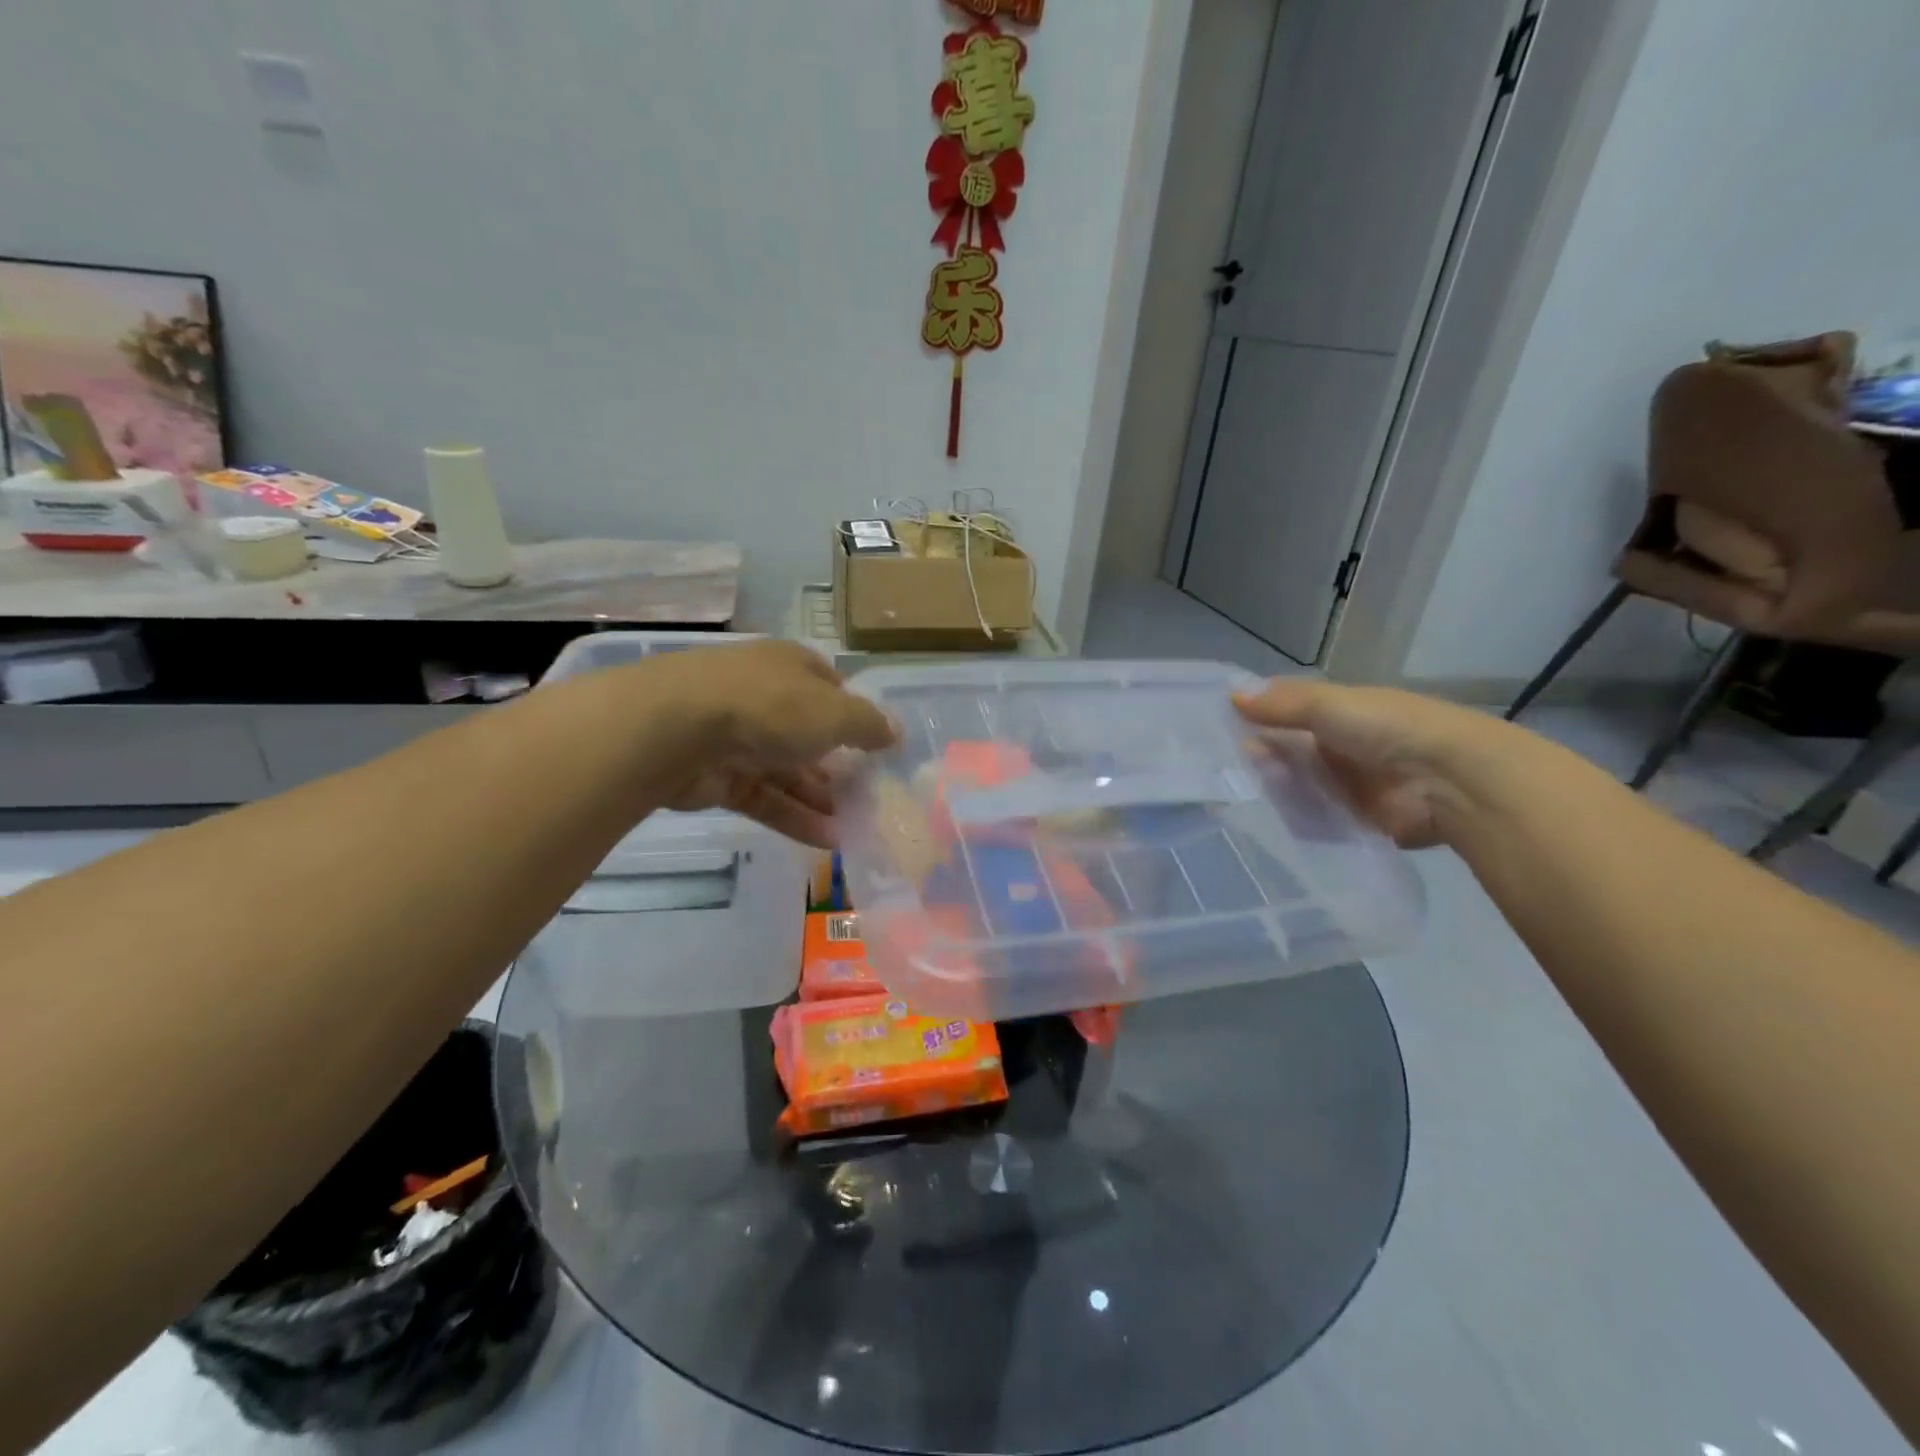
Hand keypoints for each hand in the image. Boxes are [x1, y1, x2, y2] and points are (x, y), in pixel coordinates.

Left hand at [636, 641, 895, 846]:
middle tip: (870, 796)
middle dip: (839, 764)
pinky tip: (827, 841)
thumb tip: (896, 733)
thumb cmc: (768, 707)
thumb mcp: (834, 712)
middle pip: (808, 732)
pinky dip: (793, 817)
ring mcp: (737, 736)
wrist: (673, 729)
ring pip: (786, 770)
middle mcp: (764, 695)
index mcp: (791, 667)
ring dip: (820, 798)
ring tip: (856, 827)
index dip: (854, 713)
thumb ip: (869, 725)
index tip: (876, 745)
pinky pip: (764, 798)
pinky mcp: (716, 776)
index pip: (830, 686)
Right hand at [1233, 680, 1512, 848]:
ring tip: (1241, 793)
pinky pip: (1315, 819)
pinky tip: (1267, 818)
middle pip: (1290, 752)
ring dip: (1276, 787)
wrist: (1450, 781)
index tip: (1219, 728)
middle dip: (1263, 757)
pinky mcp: (1355, 821)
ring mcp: (1350, 785)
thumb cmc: (1388, 729)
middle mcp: (1344, 747)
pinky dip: (1295, 818)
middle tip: (1225, 767)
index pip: (1289, 713)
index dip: (1258, 717)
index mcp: (1342, 713)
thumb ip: (1281, 704)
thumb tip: (1230, 695)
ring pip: (1299, 785)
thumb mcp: (1329, 705)